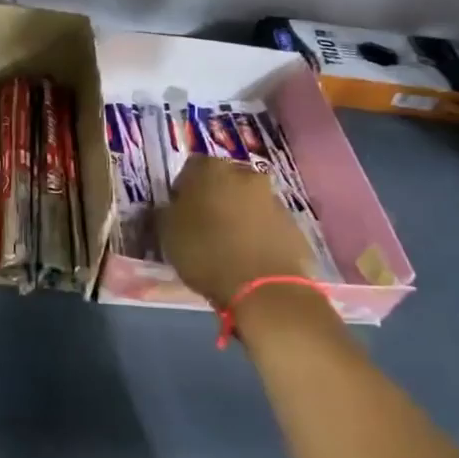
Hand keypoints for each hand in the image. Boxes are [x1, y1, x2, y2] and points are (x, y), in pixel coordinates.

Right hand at [160, 159, 317, 308]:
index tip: (178, 212)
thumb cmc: (206, 253)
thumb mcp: (167, 234)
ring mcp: (273, 199)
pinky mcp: (294, 225)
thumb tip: (168, 208)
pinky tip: (249, 258)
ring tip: (227, 247)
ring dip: (238, 216)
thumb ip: (165, 213)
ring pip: (248, 201)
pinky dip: (258, 234)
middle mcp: (245, 174)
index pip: (190, 168)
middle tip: (203, 226)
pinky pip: (267, 224)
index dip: (182, 190)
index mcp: (211, 169)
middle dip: (214, 198)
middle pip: (224, 181)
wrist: (265, 289)